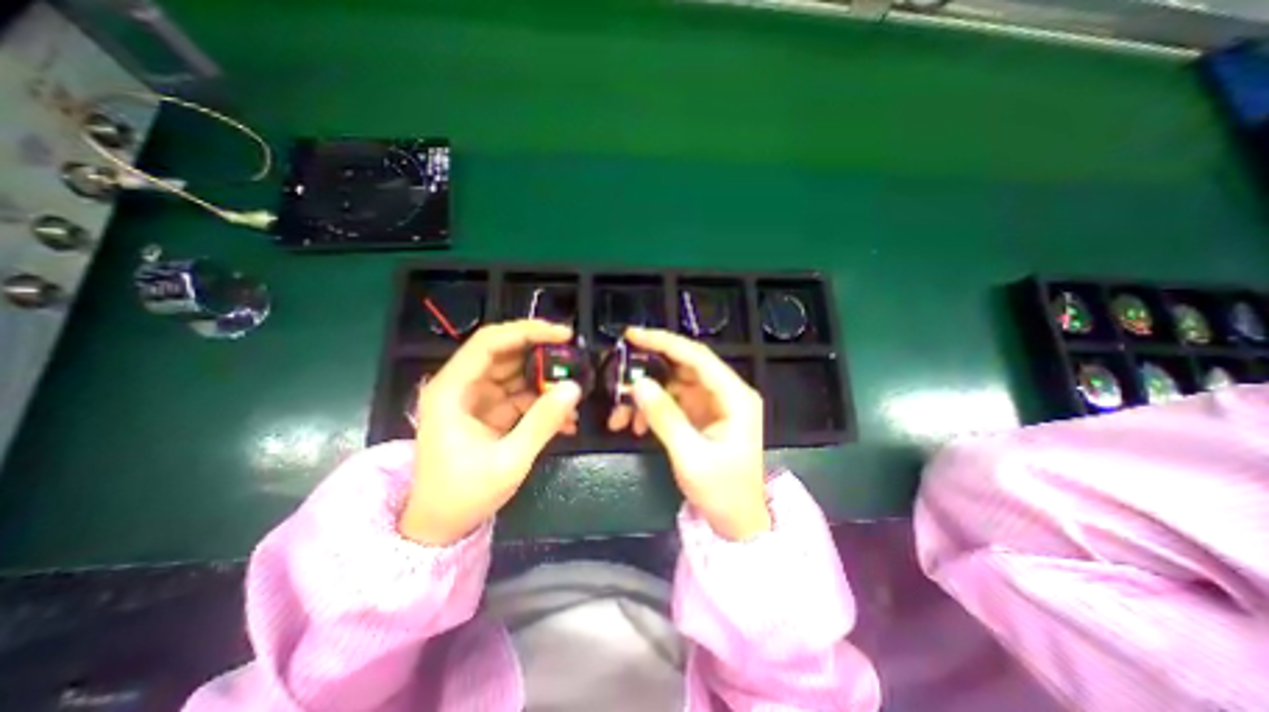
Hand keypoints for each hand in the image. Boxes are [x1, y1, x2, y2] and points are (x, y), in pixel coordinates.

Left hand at [400, 321, 584, 546]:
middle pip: (507, 353)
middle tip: (577, 361)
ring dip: (547, 381)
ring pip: (519, 374)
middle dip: (544, 356)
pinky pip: (522, 396)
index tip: (563, 335)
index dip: (527, 332)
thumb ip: (542, 422)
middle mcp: (464, 385)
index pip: (490, 342)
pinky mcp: (492, 411)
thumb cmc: (464, 494)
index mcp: (453, 389)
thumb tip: (575, 388)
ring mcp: (479, 398)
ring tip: (576, 392)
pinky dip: (544, 403)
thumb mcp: (509, 460)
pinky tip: (566, 419)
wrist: (441, 526)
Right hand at [609, 329, 768, 539]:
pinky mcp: (702, 414)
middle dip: (649, 370)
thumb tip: (638, 384)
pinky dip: (652, 409)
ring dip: (645, 395)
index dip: (665, 342)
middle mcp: (726, 393)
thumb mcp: (690, 456)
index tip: (633, 335)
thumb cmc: (722, 492)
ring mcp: (713, 403)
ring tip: (619, 415)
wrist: (737, 522)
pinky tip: (634, 426)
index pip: (697, 357)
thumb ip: (665, 417)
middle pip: (684, 367)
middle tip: (618, 370)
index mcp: (735, 397)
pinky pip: (672, 401)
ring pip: (673, 384)